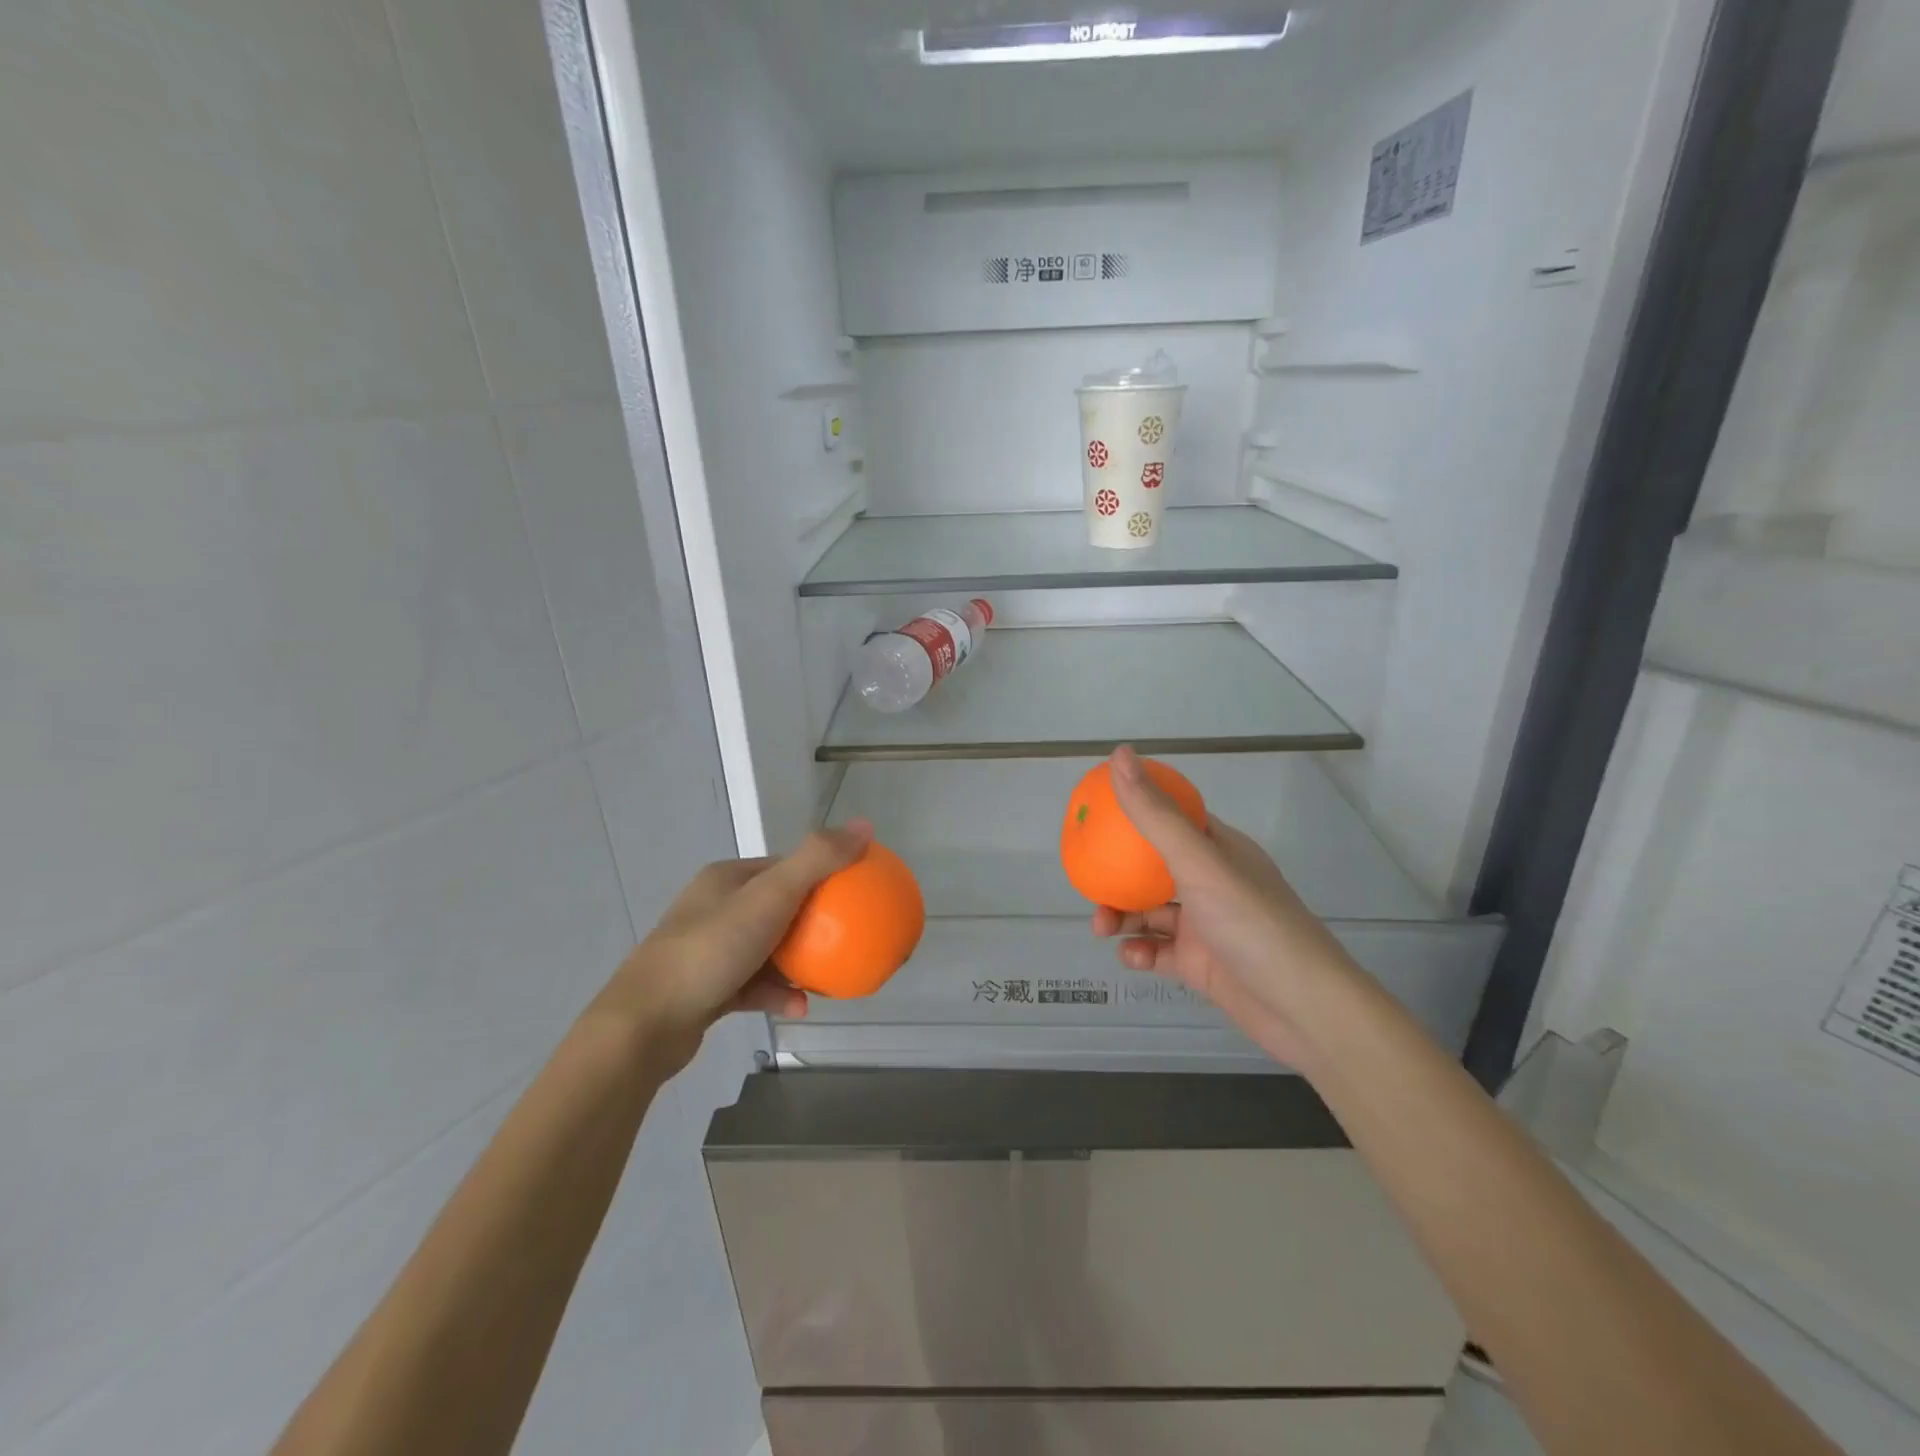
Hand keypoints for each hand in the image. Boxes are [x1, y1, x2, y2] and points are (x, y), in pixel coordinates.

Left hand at [594, 821, 873, 1074]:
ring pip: (767, 949)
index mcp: (727, 878)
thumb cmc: (711, 950)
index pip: (784, 866)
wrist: (645, 1024)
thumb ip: (817, 861)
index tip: (854, 892)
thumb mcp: (770, 898)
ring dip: (797, 962)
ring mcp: (708, 949)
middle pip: (779, 907)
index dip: (821, 874)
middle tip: (847, 937)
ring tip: (829, 975)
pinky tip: (799, 1007)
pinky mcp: (706, 988)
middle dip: (814, 922)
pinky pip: (753, 985)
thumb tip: (866, 825)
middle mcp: (715, 908)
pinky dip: (776, 993)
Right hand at [1090, 746, 1356, 1065]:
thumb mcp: (1198, 862)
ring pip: (1149, 912)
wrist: (1303, 1009)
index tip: (1097, 810)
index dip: (1136, 810)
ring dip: (1121, 916)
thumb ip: (1154, 813)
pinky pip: (1157, 951)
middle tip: (1087, 879)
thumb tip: (1120, 753)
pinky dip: (1140, 952)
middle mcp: (1211, 883)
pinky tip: (1133, 958)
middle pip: (1152, 867)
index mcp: (1218, 849)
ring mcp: (1205, 925)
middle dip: (1117, 873)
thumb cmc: (1252, 923)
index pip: (1173, 817)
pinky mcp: (1200, 965)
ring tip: (1101, 927)